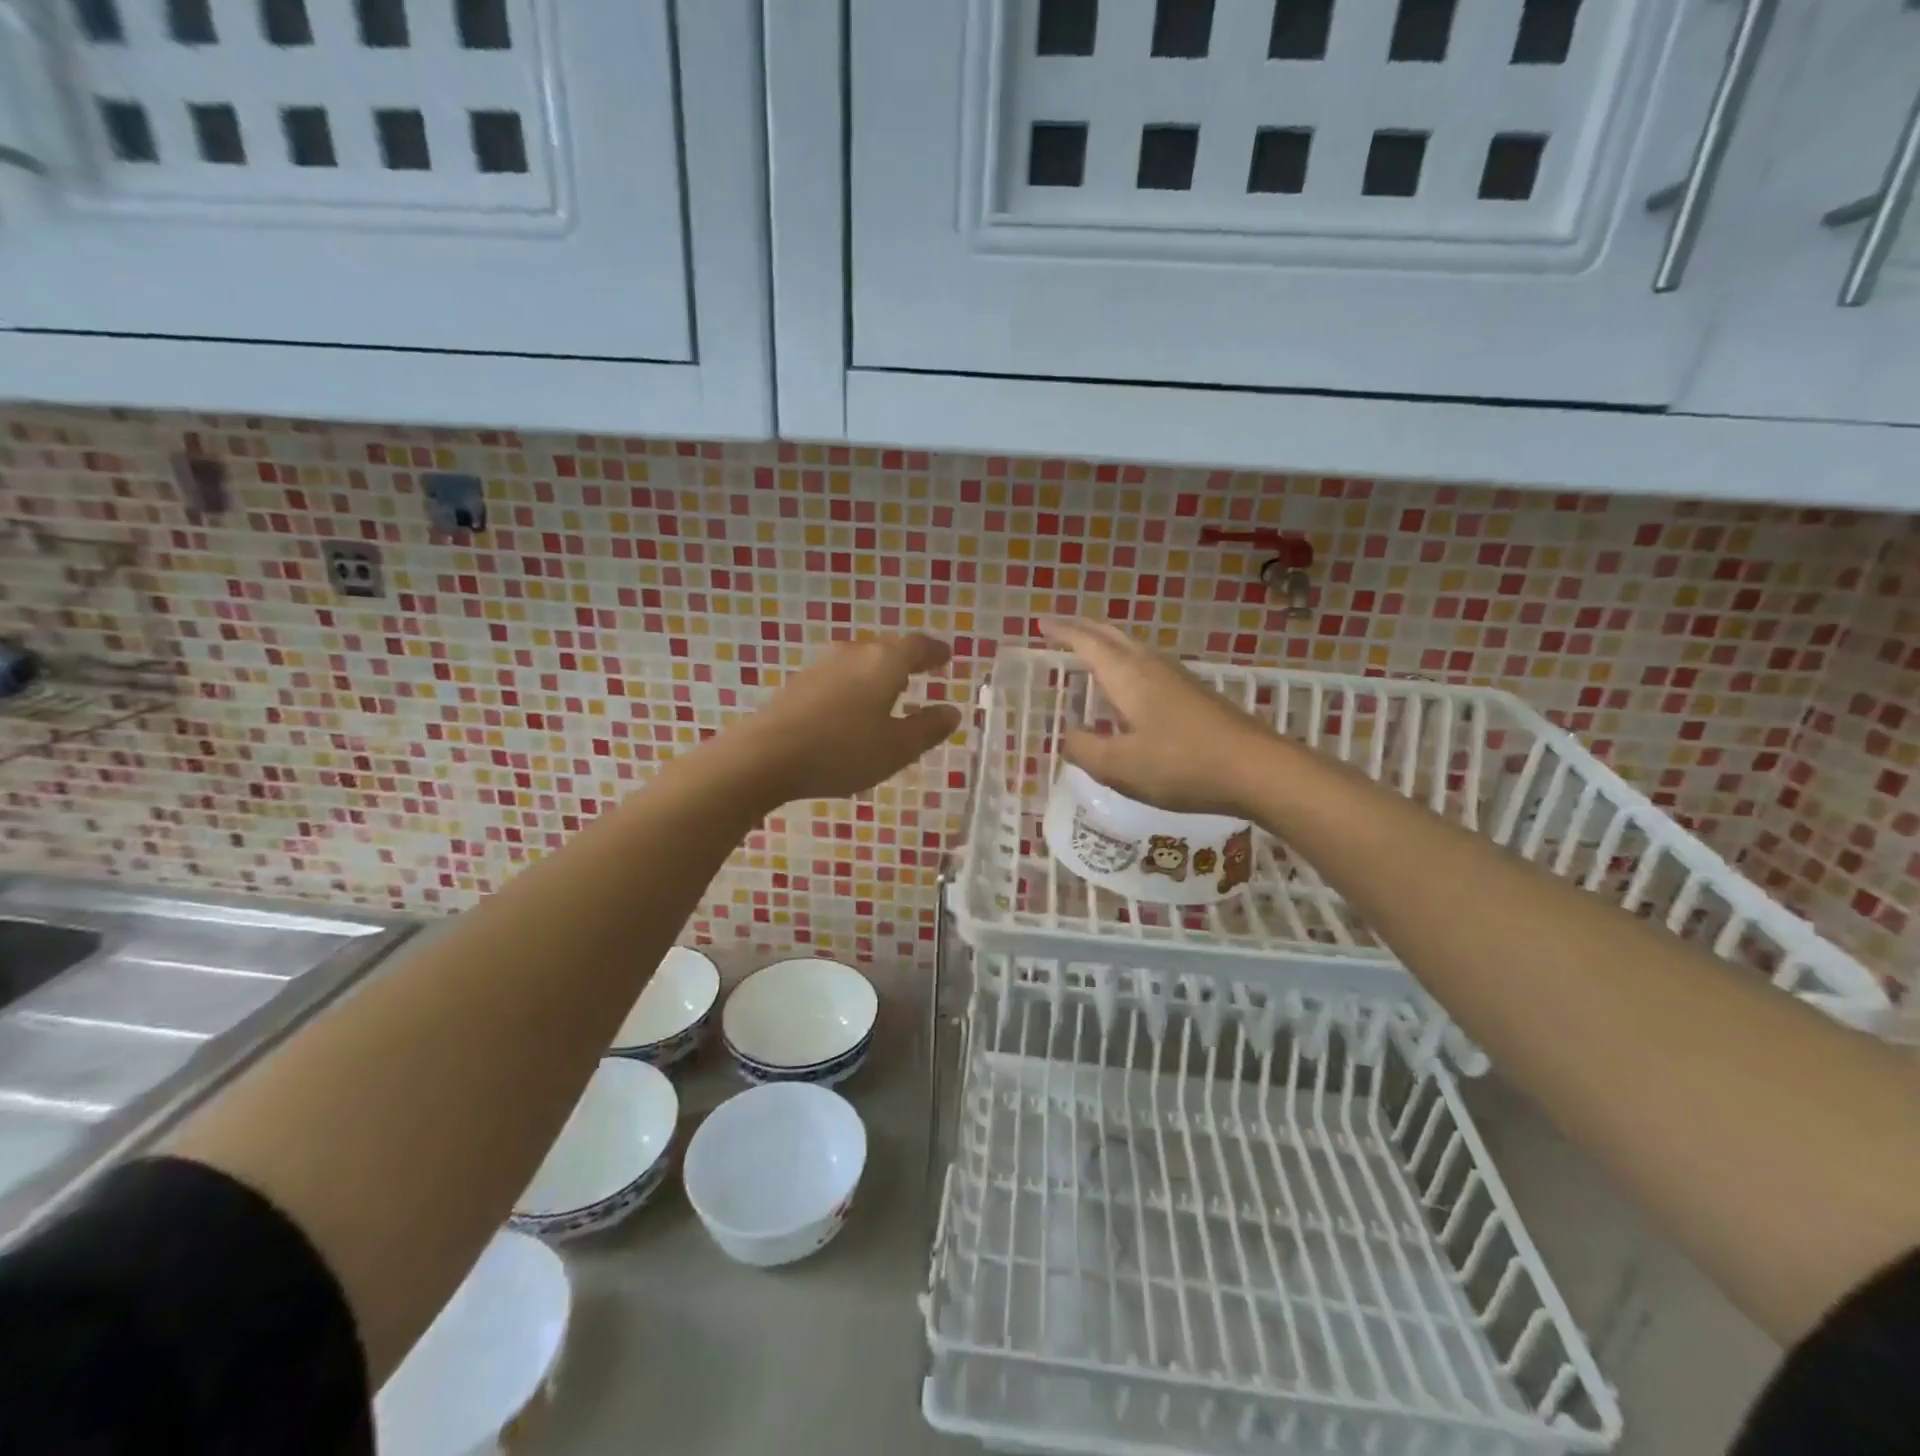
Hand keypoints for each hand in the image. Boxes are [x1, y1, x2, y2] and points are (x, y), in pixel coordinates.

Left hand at [728, 633, 960, 803]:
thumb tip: (952, 711)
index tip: (946, 656)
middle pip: (885, 650)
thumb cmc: (843, 750)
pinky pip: (838, 680)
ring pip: (859, 664)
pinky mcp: (798, 687)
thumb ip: (928, 728)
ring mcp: (821, 668)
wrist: (765, 756)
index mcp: (883, 662)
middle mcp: (853, 655)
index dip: (934, 652)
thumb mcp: (897, 747)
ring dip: (877, 675)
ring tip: (890, 694)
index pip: (916, 646)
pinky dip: (854, 689)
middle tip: (921, 672)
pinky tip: (852, 712)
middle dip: (906, 661)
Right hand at [1041, 618, 1275, 815]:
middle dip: (1085, 628)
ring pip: (1134, 648)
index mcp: (1128, 676)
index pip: (1088, 643)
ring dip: (1108, 643)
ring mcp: (1177, 678)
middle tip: (1062, 628)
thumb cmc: (1182, 764)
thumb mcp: (1121, 766)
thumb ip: (1086, 749)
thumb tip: (1068, 736)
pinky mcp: (1194, 694)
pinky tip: (1130, 687)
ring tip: (1091, 651)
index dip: (1063, 632)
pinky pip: (1149, 665)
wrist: (1257, 769)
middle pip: (1113, 636)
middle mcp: (1151, 667)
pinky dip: (1127, 663)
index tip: (1042, 624)